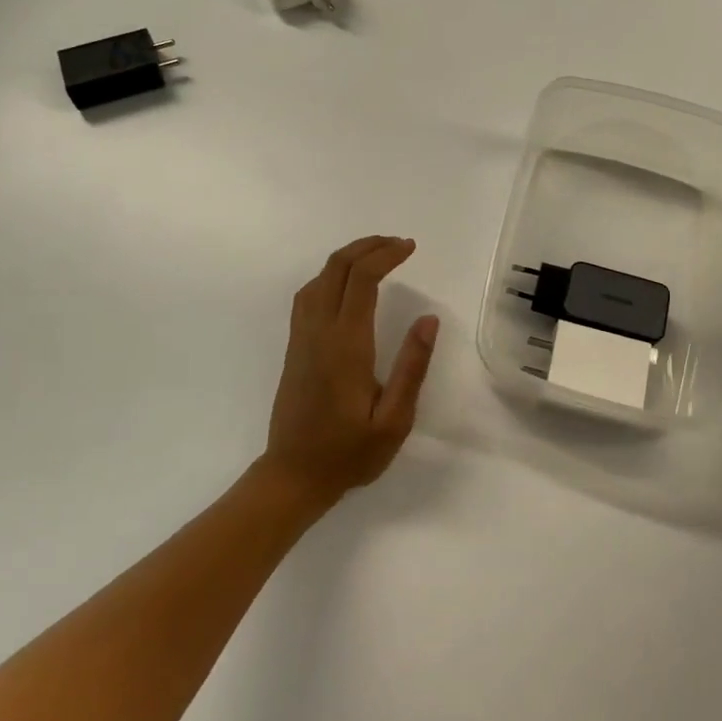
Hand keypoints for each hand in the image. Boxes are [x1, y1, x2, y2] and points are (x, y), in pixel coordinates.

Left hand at [262, 236, 439, 506]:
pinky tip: (346, 285)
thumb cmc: (349, 453)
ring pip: (319, 278)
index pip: (362, 279)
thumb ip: (412, 367)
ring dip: (347, 258)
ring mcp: (302, 337)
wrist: (293, 476)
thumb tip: (428, 319)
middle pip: (337, 268)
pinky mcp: (295, 347)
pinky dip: (331, 275)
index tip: (410, 247)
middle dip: (367, 246)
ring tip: (377, 256)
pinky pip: (309, 295)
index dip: (386, 255)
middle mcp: (319, 331)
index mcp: (346, 344)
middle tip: (398, 244)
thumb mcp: (394, 420)